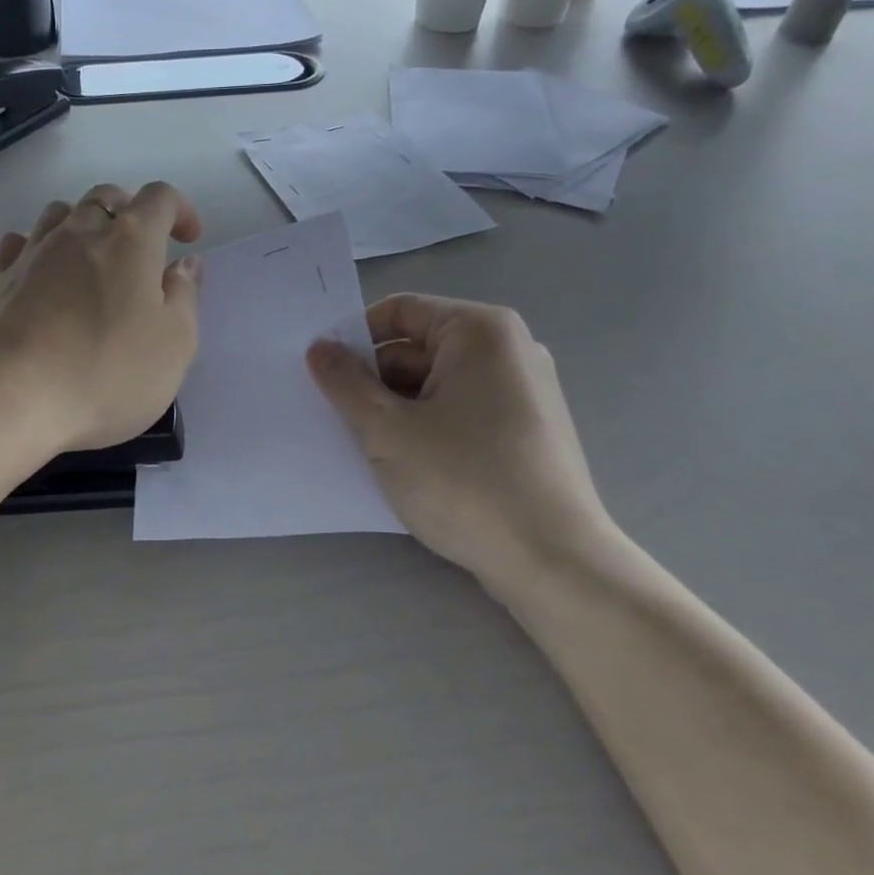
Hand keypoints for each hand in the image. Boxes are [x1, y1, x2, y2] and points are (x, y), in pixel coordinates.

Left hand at [0, 182, 203, 454]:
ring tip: (94, 259)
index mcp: (131, 240)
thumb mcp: (174, 345)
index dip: (180, 210)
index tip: (188, 240)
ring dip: (84, 225)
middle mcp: (79, 232)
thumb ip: (185, 297)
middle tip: (143, 249)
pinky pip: (20, 244)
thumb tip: (185, 264)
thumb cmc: (106, 372)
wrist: (8, 397)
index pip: (159, 197)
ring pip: (61, 213)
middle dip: (130, 212)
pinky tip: (42, 272)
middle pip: (106, 197)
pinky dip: (38, 247)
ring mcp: (33, 253)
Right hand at [307, 296, 616, 585]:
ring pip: (438, 384)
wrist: (553, 562)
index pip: (400, 312)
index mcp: (480, 331)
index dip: (354, 337)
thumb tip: (319, 349)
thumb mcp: (387, 430)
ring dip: (396, 408)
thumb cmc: (464, 482)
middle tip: (336, 416)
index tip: (322, 373)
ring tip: (365, 446)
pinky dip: (428, 427)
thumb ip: (345, 383)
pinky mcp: (527, 431)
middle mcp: (509, 350)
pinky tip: (405, 464)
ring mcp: (524, 391)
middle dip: (374, 379)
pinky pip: (462, 411)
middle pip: (419, 347)